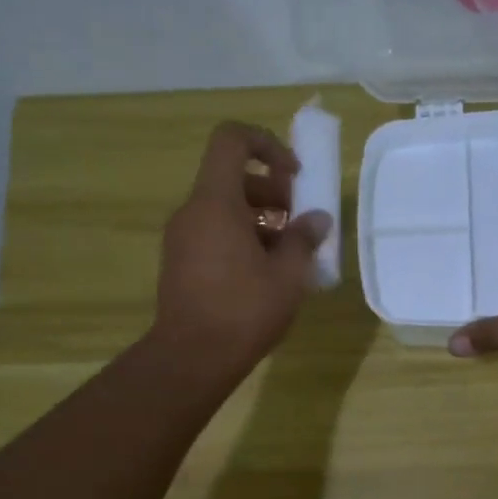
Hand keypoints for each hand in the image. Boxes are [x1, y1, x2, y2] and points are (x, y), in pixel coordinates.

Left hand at [153, 122, 331, 374]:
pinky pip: (214, 233)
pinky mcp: (181, 262)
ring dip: (260, 218)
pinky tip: (267, 272)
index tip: (294, 175)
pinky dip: (242, 238)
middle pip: (231, 177)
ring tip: (290, 252)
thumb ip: (303, 239)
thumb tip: (317, 220)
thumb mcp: (287, 275)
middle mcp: (192, 211)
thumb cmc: (243, 310)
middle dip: (271, 190)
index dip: (266, 144)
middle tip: (299, 221)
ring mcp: (182, 238)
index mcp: (215, 202)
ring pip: (224, 208)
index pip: (231, 140)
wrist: (192, 358)